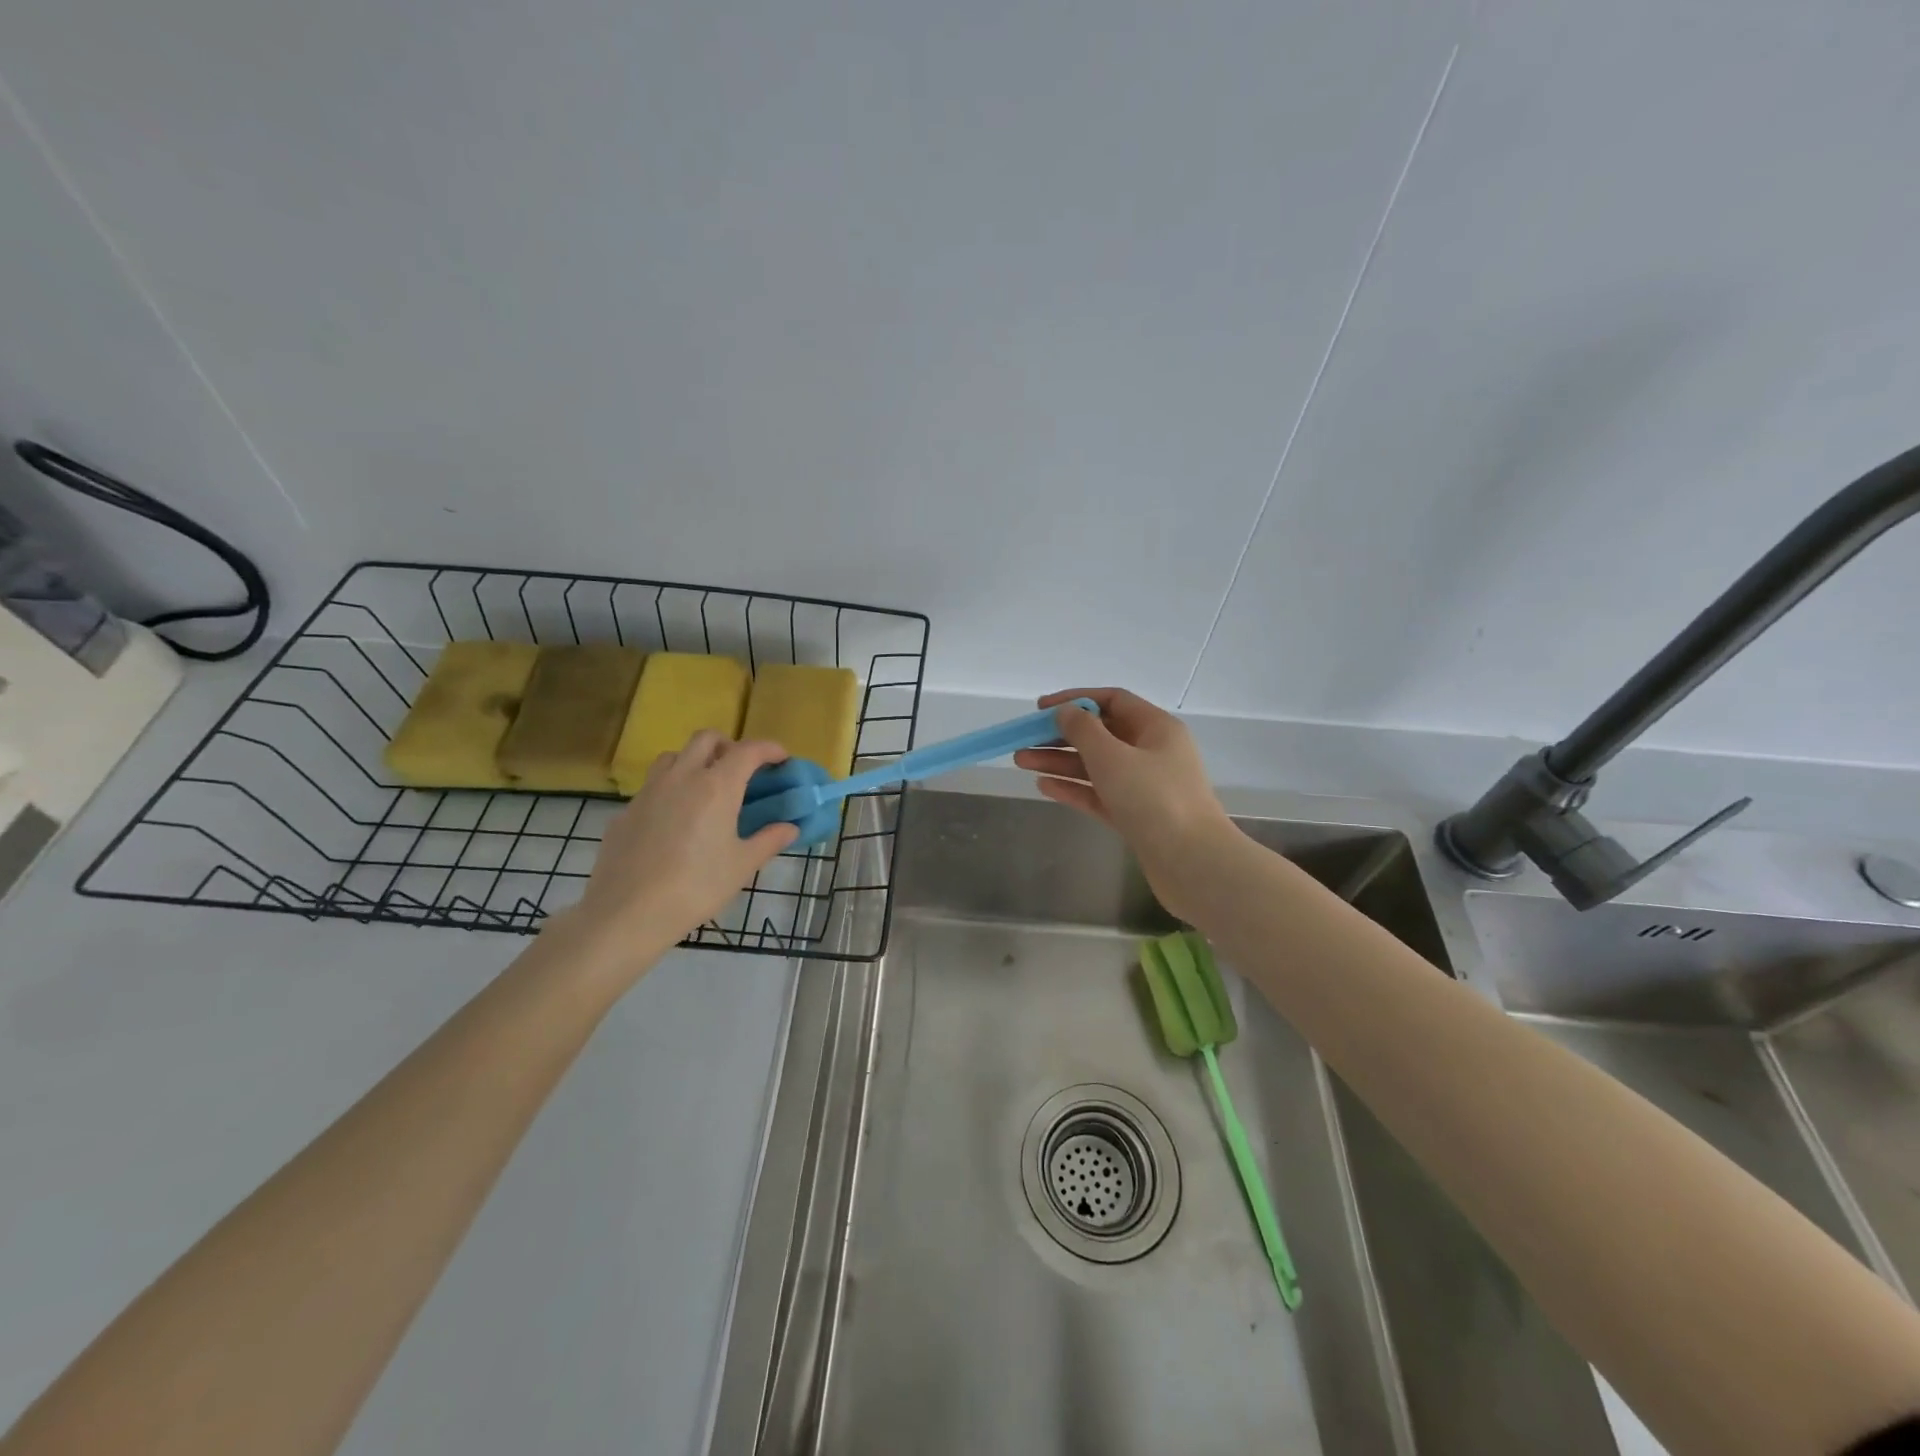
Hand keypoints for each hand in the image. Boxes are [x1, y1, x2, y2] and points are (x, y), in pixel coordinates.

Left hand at [554, 733, 798, 982]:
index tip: (781, 759)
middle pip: (706, 739)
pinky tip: (674, 823)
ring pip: (674, 757)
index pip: (748, 750)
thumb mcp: (742, 866)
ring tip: (705, 789)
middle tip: (741, 770)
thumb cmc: (696, 888)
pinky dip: (670, 791)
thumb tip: (790, 828)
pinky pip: (652, 787)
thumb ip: (768, 840)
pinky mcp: (625, 812)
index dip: (769, 749)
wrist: (626, 914)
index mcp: (716, 787)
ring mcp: (649, 792)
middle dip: (729, 746)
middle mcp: (682, 778)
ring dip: (694, 761)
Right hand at [1013, 687, 1234, 922]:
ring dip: (1060, 762)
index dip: (1075, 700)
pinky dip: (1074, 789)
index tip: (1040, 710)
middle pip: (1101, 734)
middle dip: (1060, 736)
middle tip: (1023, 741)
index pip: (1112, 701)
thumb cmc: (1154, 799)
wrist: (1193, 864)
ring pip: (1096, 766)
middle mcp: (1152, 752)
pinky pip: (1100, 794)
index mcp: (1156, 728)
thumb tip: (1067, 712)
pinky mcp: (1136, 817)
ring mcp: (1145, 787)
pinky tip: (1044, 787)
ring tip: (1021, 762)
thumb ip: (1083, 730)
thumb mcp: (1113, 757)